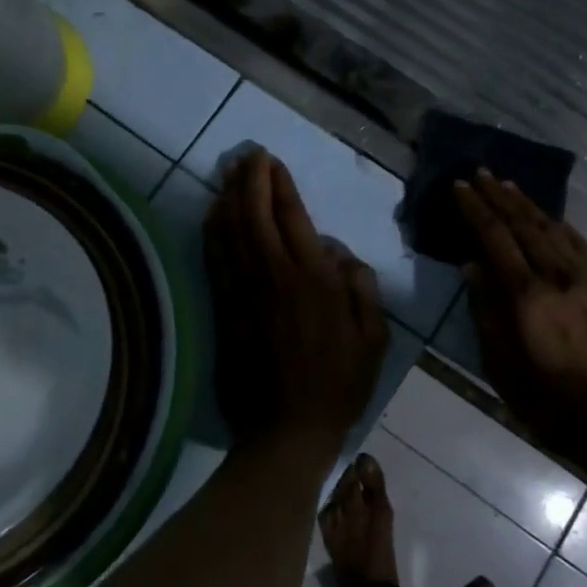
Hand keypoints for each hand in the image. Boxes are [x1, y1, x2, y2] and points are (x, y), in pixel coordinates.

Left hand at [204, 150, 388, 452]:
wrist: (287, 432)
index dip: (278, 184)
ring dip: (227, 196)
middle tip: (247, 154)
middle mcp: (274, 276)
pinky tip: (212, 214)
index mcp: (314, 279)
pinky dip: (212, 231)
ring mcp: (244, 292)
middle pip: (253, 214)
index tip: (271, 160)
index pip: (291, 216)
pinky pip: (215, 259)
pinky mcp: (224, 309)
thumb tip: (336, 252)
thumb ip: (361, 287)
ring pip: (229, 232)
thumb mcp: (374, 337)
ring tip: (227, 171)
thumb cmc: (339, 384)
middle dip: (248, 179)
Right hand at [455, 173, 586, 452]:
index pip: (495, 239)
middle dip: (498, 197)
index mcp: (527, 297)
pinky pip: (580, 244)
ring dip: (527, 205)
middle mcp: (556, 277)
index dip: (475, 210)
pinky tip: (551, 218)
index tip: (459, 187)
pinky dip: (560, 224)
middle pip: (523, 225)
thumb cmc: (555, 407)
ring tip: (508, 185)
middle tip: (479, 173)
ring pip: (552, 229)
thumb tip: (472, 267)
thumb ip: (486, 315)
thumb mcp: (504, 370)